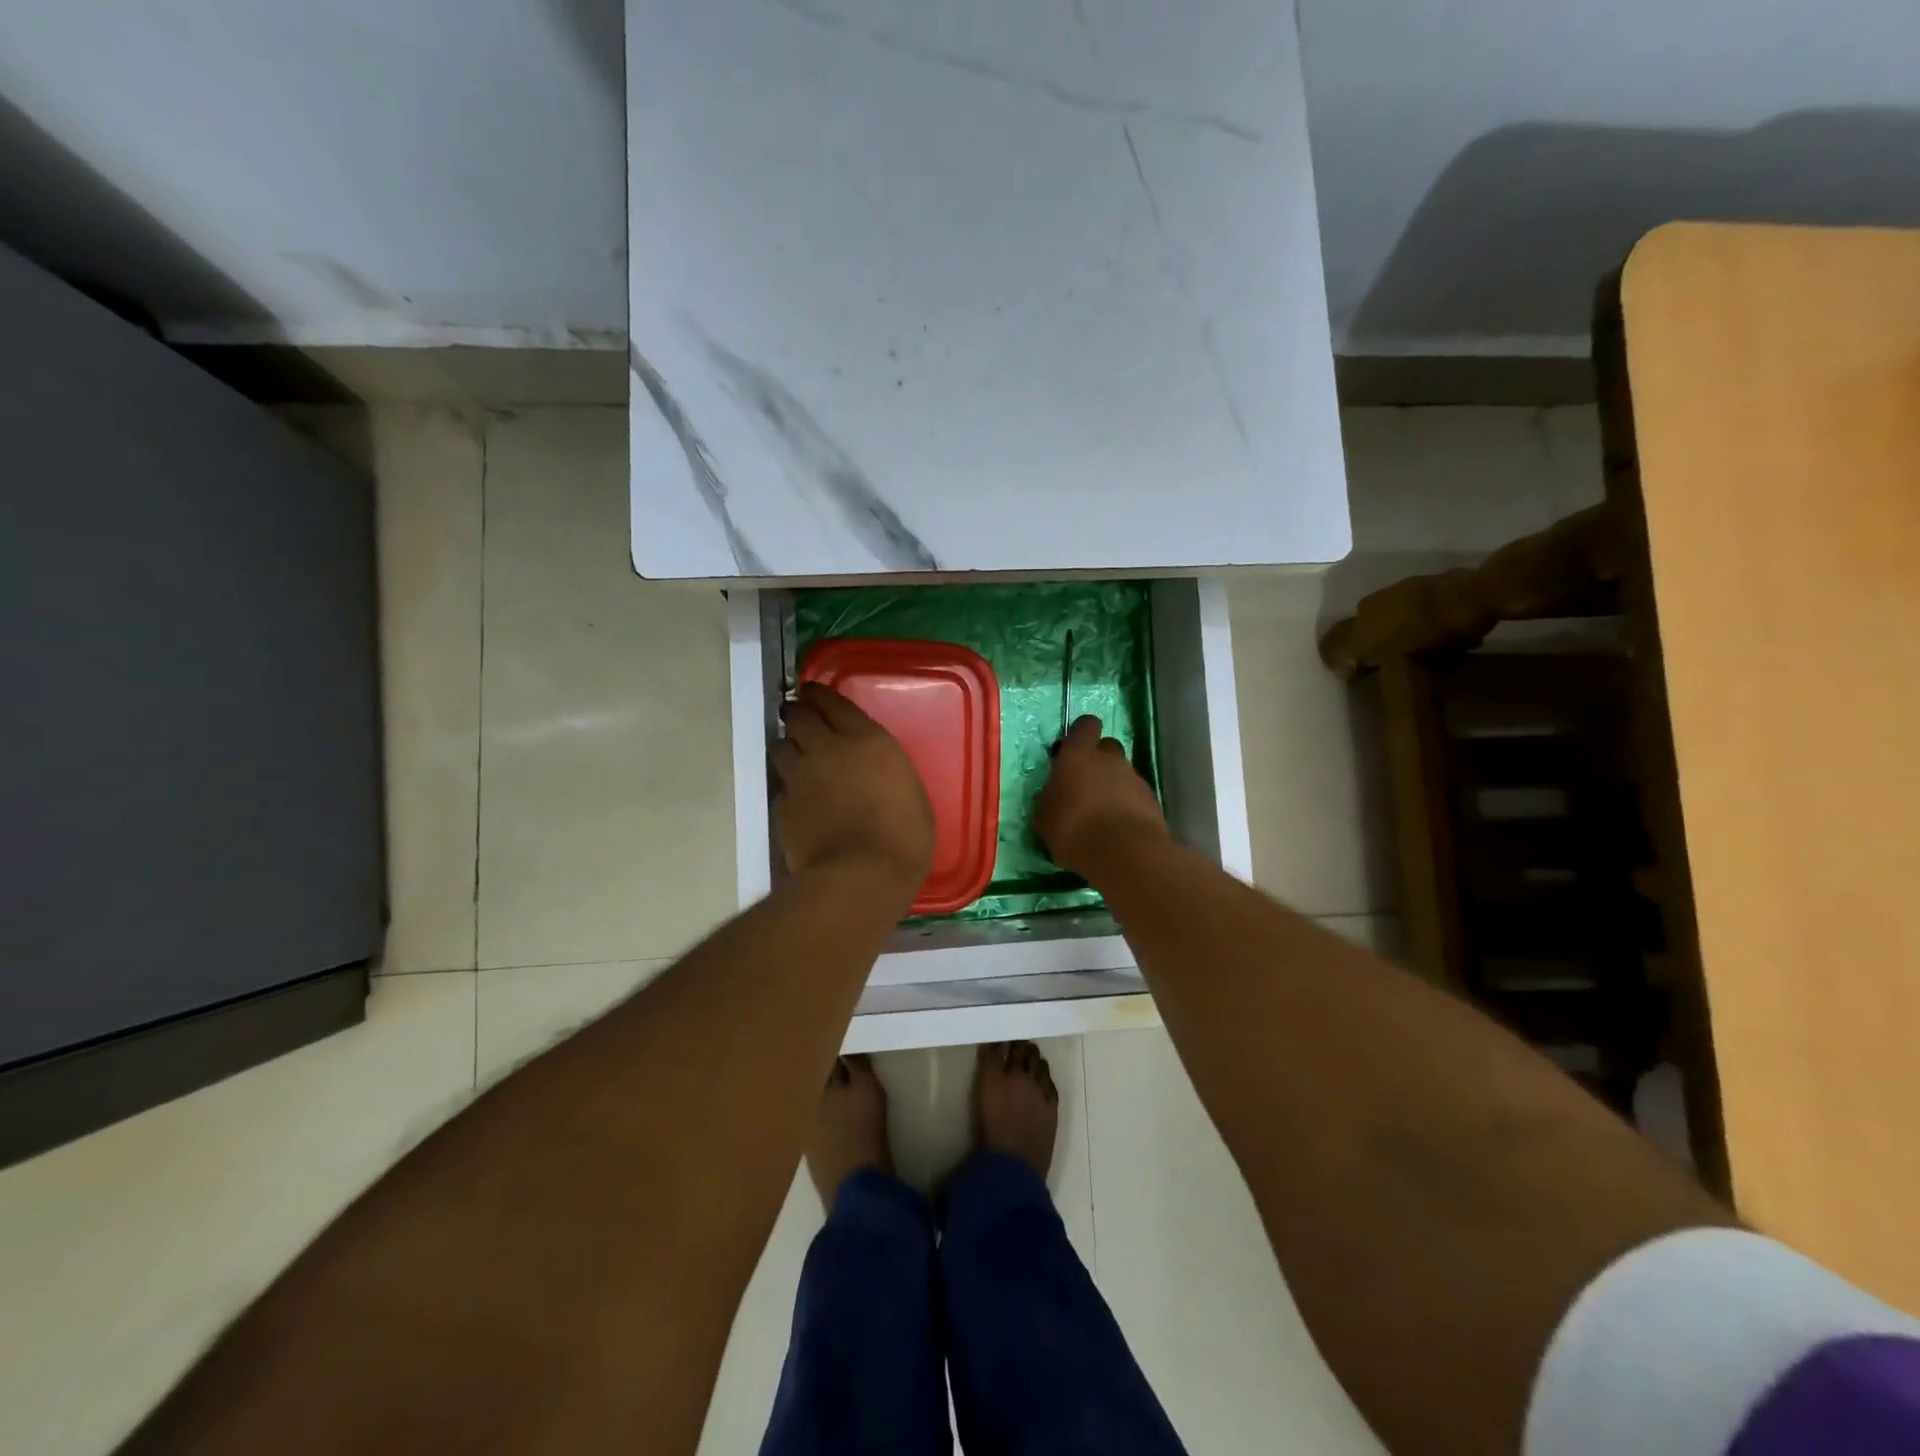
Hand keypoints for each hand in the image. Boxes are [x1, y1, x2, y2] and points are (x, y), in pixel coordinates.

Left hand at [772, 683, 934, 892]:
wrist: (861, 876)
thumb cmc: (904, 837)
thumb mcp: (911, 794)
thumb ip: (886, 773)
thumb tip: (874, 774)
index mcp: (867, 741)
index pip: (833, 702)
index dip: (818, 694)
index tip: (811, 691)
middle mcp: (827, 750)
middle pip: (799, 718)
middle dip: (796, 713)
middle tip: (798, 717)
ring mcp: (800, 778)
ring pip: (781, 748)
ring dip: (787, 747)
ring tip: (794, 755)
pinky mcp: (782, 807)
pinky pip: (781, 788)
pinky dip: (787, 788)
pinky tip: (796, 799)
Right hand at [1035, 715, 1168, 877]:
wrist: (1126, 853)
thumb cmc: (1074, 829)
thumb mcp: (1044, 818)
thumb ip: (1049, 798)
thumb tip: (1054, 793)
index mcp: (1078, 756)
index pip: (1085, 726)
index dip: (1081, 734)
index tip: (1072, 749)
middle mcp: (1109, 759)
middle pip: (1107, 747)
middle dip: (1098, 760)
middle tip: (1085, 785)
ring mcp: (1134, 778)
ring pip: (1122, 773)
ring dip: (1113, 786)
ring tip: (1101, 815)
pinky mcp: (1152, 800)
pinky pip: (1135, 795)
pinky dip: (1127, 806)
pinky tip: (1117, 828)